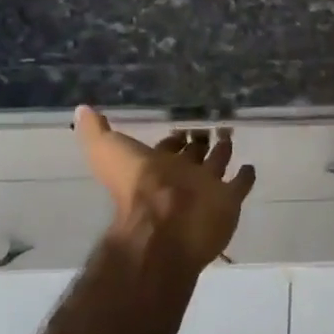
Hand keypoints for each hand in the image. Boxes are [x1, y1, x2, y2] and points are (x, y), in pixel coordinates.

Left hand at [75, 107, 255, 272]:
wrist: (164, 224)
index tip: (182, 123)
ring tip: (230, 135)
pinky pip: (239, 185)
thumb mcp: (107, 151)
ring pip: (217, 165)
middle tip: (212, 124)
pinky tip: (250, 166)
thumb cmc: (136, 185)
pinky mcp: (228, 201)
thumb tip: (82, 109)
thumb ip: (96, 131)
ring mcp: (206, 189)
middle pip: (193, 155)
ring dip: (223, 151)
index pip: (167, 148)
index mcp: (155, 166)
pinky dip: (245, 176)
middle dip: (200, 141)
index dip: (173, 138)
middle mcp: (181, 177)